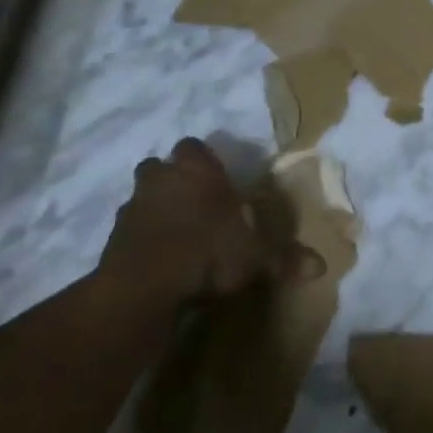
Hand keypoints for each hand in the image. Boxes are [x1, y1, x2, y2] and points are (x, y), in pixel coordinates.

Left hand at [101, 139, 324, 306]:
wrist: (144, 286)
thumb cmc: (207, 252)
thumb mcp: (255, 257)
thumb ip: (285, 258)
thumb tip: (322, 267)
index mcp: (196, 170)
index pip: (195, 147)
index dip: (204, 161)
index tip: (217, 180)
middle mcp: (160, 179)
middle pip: (160, 167)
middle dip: (173, 180)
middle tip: (195, 203)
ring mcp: (131, 207)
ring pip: (141, 197)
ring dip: (155, 210)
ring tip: (176, 234)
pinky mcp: (111, 238)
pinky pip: (128, 230)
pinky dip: (141, 240)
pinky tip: (158, 260)